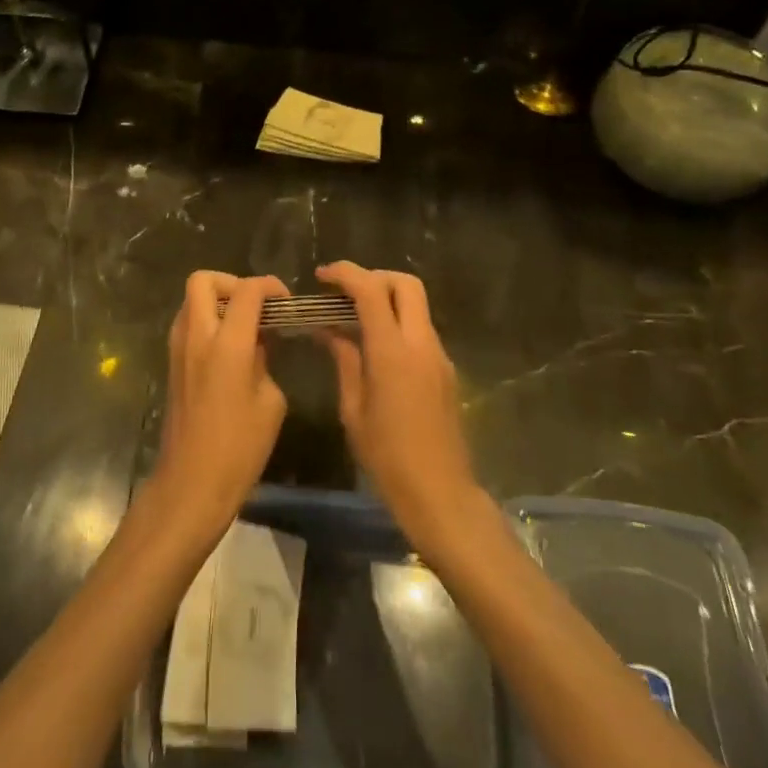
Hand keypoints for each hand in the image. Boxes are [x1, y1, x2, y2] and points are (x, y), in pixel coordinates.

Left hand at [149, 271, 289, 541]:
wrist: (191, 483)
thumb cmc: (239, 448)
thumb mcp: (270, 403)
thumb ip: (265, 361)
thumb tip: (257, 344)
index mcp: (228, 345)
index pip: (248, 291)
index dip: (270, 286)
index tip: (286, 302)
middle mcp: (197, 336)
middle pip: (203, 280)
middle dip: (232, 282)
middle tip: (254, 306)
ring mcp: (178, 349)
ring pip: (190, 300)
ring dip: (216, 301)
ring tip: (243, 326)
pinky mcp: (171, 363)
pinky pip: (187, 324)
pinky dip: (206, 322)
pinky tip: (228, 349)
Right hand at [318, 262, 486, 559]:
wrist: (440, 493)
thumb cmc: (387, 456)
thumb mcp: (353, 409)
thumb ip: (344, 360)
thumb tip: (329, 330)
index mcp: (392, 351)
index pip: (370, 291)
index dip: (345, 274)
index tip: (321, 275)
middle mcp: (421, 343)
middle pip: (405, 284)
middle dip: (374, 277)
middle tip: (345, 292)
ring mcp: (438, 355)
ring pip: (416, 305)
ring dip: (387, 300)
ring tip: (354, 319)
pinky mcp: (445, 370)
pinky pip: (420, 330)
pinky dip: (397, 323)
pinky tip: (375, 347)